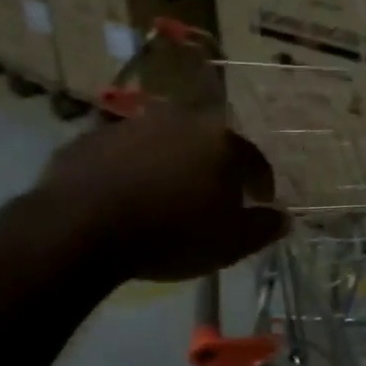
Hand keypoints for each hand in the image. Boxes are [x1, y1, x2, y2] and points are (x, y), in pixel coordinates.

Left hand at [35, 107, 286, 281]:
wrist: (81, 227)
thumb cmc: (171, 234)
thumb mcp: (229, 244)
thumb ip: (262, 228)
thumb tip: (283, 218)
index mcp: (221, 143)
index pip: (254, 161)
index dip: (260, 184)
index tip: (259, 203)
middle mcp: (181, 122)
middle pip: (208, 145)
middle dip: (214, 170)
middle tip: (212, 200)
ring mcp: (133, 125)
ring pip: (164, 145)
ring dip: (171, 166)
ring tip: (165, 199)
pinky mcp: (92, 138)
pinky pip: (123, 154)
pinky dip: (131, 170)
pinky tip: (125, 196)